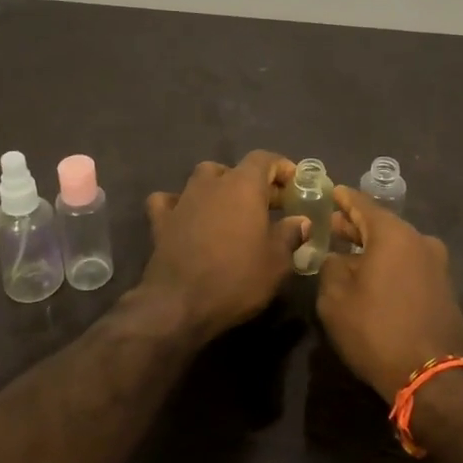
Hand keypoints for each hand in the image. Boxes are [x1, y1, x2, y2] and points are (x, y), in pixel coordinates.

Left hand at [140, 152, 308, 340]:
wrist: (180, 304)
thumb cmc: (237, 278)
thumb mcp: (277, 262)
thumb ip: (291, 234)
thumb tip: (301, 221)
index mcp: (243, 185)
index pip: (264, 159)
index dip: (281, 168)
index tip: (294, 184)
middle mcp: (212, 183)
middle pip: (236, 170)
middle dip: (256, 184)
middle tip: (272, 207)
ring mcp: (183, 199)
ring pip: (203, 180)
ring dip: (219, 189)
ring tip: (232, 211)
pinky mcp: (161, 220)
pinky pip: (170, 201)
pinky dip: (180, 204)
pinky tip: (186, 217)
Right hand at [317, 187, 462, 403]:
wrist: (433, 377)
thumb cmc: (377, 330)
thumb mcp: (336, 298)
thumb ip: (331, 267)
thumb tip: (337, 258)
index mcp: (394, 234)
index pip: (362, 204)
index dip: (342, 199)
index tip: (329, 191)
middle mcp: (420, 240)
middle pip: (382, 224)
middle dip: (356, 225)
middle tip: (333, 225)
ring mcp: (437, 265)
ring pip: (398, 246)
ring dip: (374, 247)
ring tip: (349, 254)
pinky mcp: (445, 288)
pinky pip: (410, 265)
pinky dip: (390, 264)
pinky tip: (374, 276)